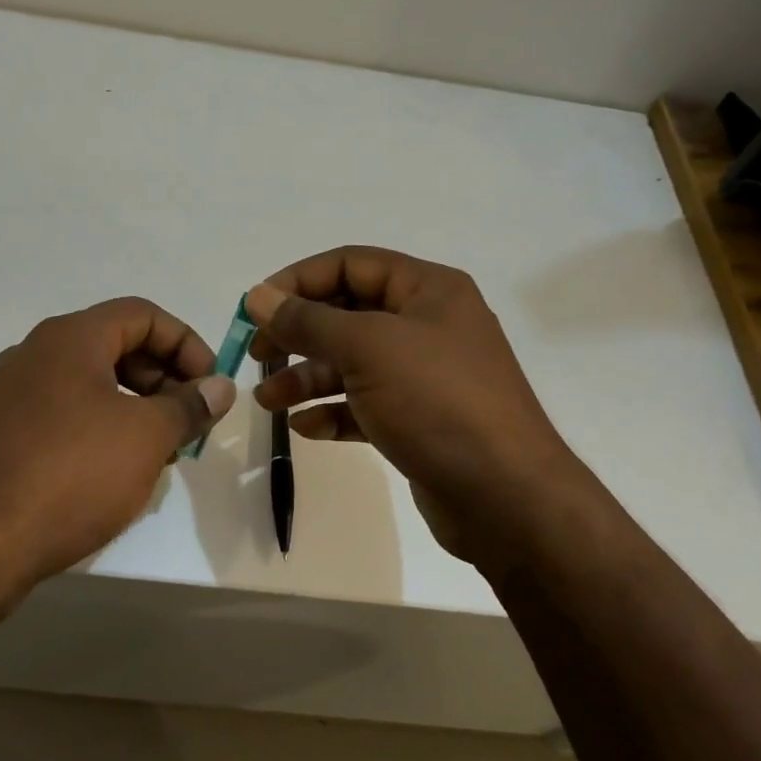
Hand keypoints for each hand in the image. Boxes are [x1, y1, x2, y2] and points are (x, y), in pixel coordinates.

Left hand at [0, 298, 234, 612]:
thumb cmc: (71, 477)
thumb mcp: (147, 438)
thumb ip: (189, 406)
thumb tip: (219, 387)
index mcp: (69, 338)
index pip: (142, 314)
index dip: (186, 344)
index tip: (208, 387)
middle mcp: (34, 354)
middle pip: (114, 345)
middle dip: (162, 378)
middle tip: (187, 422)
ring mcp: (9, 394)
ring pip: (89, 383)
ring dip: (134, 406)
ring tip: (157, 452)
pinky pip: (62, 413)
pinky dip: (98, 427)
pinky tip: (112, 472)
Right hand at [247, 247, 570, 568]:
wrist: (505, 496)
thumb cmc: (437, 402)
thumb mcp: (368, 349)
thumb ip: (309, 320)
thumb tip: (258, 296)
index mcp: (429, 290)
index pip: (351, 264)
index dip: (299, 280)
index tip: (255, 307)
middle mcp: (428, 325)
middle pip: (348, 314)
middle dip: (299, 333)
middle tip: (258, 354)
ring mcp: (425, 376)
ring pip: (352, 363)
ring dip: (307, 377)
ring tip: (267, 400)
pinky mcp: (419, 420)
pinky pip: (365, 405)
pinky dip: (333, 411)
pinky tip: (305, 428)